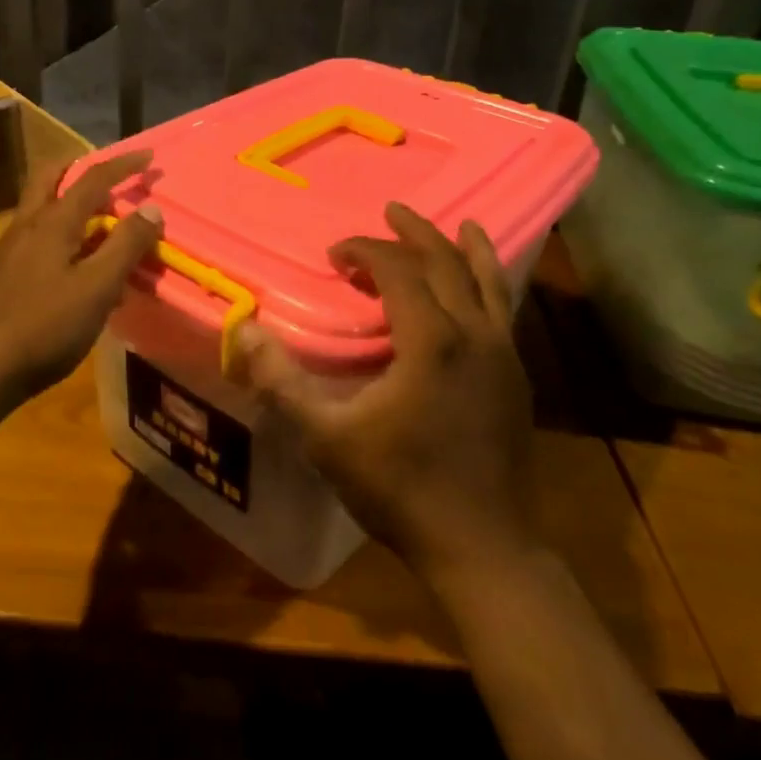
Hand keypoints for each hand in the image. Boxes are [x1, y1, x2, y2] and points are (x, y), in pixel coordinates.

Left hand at [0, 152, 163, 405]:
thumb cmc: (46, 326)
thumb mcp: (98, 287)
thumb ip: (126, 245)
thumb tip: (151, 208)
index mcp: (53, 222)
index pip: (92, 178)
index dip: (123, 165)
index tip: (149, 156)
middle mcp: (29, 224)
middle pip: (51, 177)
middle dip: (81, 166)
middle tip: (110, 172)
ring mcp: (13, 248)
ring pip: (44, 205)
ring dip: (72, 198)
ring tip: (103, 216)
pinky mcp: (8, 272)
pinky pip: (40, 234)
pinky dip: (64, 229)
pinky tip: (81, 260)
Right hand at [241, 202, 539, 587]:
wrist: (483, 547)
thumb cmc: (400, 489)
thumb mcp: (327, 438)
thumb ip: (282, 382)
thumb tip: (243, 331)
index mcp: (432, 341)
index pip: (398, 270)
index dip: (365, 251)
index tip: (335, 255)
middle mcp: (475, 335)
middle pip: (447, 263)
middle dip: (415, 233)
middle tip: (391, 211)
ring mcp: (504, 356)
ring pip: (489, 283)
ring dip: (466, 249)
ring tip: (460, 225)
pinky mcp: (517, 379)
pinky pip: (503, 312)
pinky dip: (491, 285)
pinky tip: (481, 289)